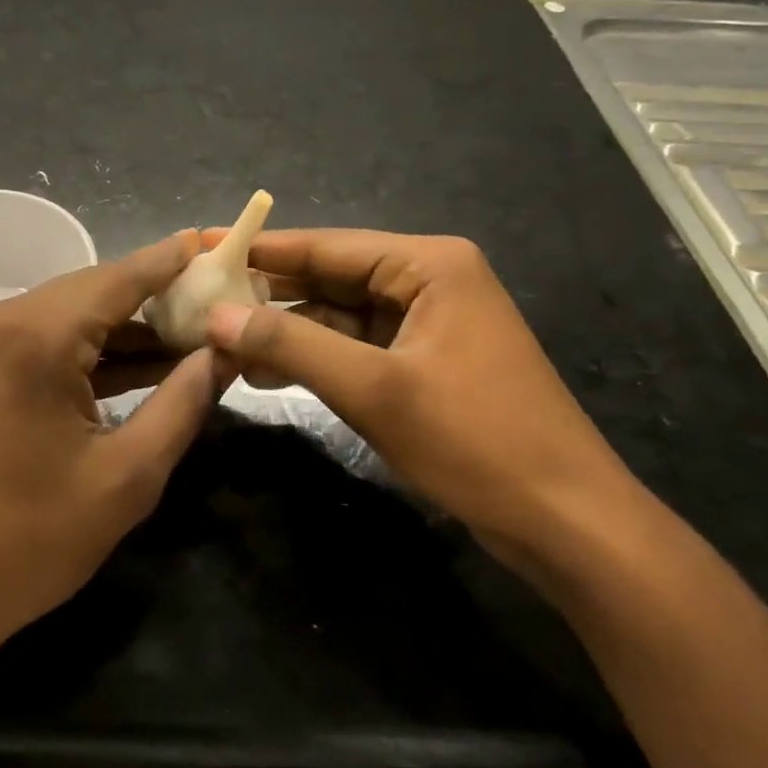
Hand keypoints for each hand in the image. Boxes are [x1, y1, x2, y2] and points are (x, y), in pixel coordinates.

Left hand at [0, 232, 229, 664]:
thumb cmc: (28, 542)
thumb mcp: (125, 477)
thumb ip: (181, 403)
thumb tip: (221, 354)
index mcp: (36, 336)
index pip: (121, 277)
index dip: (173, 261)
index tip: (219, 243)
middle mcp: (3, 320)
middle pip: (96, 291)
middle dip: (158, 297)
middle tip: (220, 301)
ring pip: (73, 315)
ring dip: (129, 328)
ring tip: (196, 335)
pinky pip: (49, 342)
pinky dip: (95, 352)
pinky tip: (146, 364)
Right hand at [203, 230, 640, 560]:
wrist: (567, 522)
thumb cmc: (475, 441)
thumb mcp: (374, 389)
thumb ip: (291, 345)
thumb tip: (216, 317)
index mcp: (429, 265)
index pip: (327, 246)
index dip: (261, 249)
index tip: (202, 245)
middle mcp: (429, 281)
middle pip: (331, 277)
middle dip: (269, 293)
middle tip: (200, 299)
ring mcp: (429, 323)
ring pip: (339, 315)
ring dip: (287, 330)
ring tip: (220, 340)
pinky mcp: (425, 363)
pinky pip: (357, 347)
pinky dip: (315, 358)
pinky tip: (266, 371)